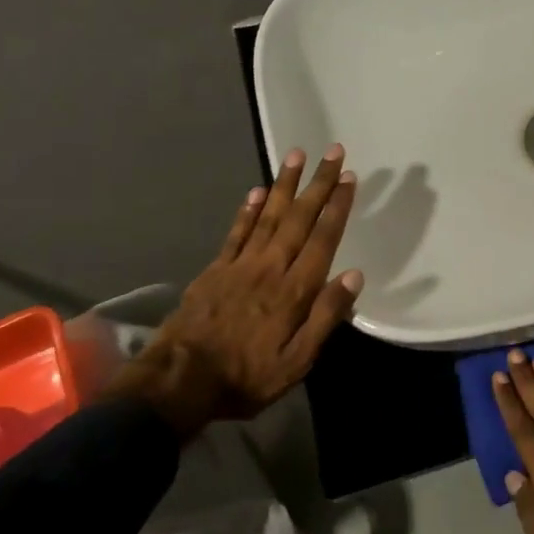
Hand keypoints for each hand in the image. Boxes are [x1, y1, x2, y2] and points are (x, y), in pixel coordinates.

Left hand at [107, 145, 362, 432]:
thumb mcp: (297, 361)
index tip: (349, 178)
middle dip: (318, 183)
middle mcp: (270, 267)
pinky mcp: (216, 269)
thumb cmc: (245, 376)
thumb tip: (354, 276)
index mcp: (294, 290)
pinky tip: (259, 191)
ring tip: (297, 155)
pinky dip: (250, 209)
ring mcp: (240, 265)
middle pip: (299, 218)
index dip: (337, 207)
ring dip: (285, 184)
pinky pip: (237, 232)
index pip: (323, 239)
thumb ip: (325, 316)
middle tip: (333, 152)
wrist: (179, 381)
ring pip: (269, 216)